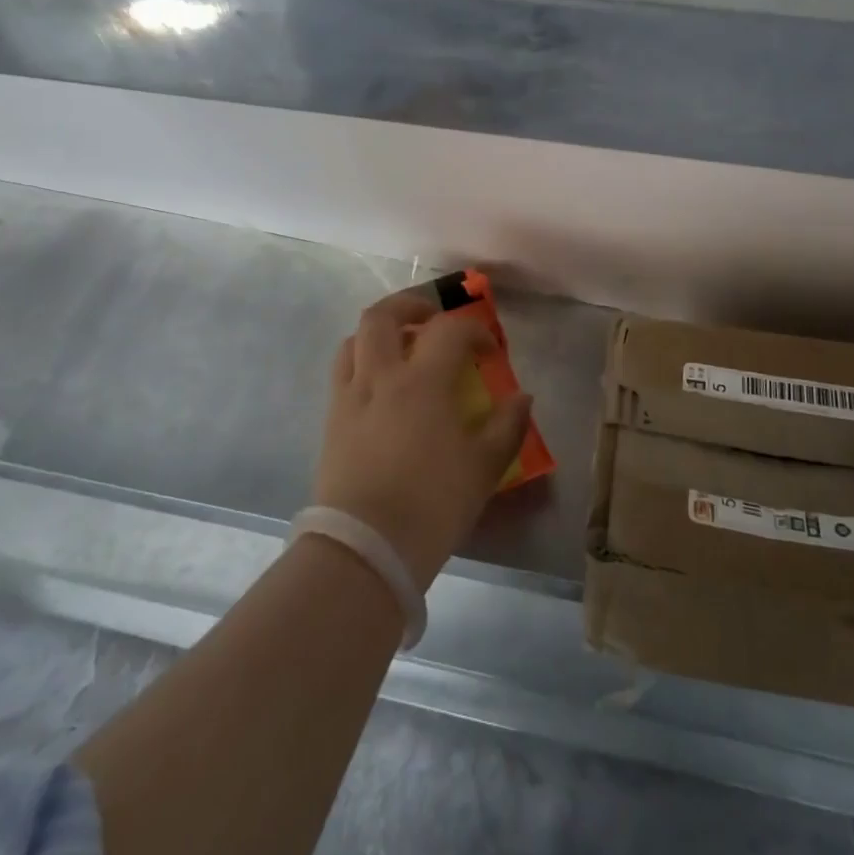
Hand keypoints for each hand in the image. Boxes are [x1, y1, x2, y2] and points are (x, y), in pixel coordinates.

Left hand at [312, 289, 532, 592]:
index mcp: (422, 381)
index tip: (488, 351)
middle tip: (431, 318)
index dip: (474, 331)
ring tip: (400, 348)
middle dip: (409, 305)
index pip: (449, 331)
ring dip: (379, 332)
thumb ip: (507, 426)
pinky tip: (381, 388)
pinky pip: (343, 372)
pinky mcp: (331, 422)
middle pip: (382, 315)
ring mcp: (349, 397)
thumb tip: (522, 397)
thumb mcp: (483, 468)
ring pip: (354, 340)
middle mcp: (380, 377)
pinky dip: (362, 362)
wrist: (364, 549)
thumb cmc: (432, 504)